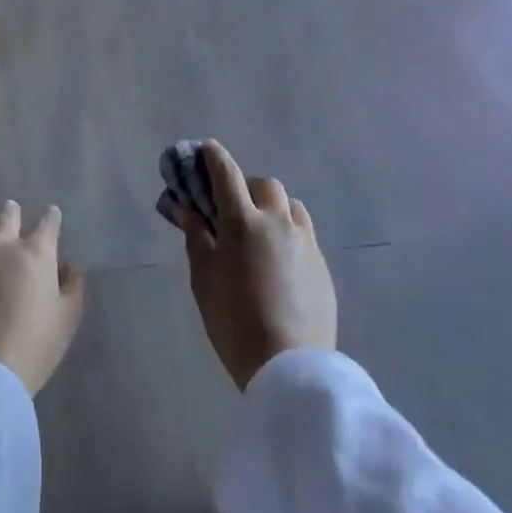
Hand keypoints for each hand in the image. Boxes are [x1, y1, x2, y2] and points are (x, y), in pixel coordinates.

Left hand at [0, 201, 85, 395]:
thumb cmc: (33, 346)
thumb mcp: (66, 320)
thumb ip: (72, 287)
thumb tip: (70, 266)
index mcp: (36, 254)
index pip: (48, 225)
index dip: (52, 218)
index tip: (52, 215)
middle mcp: (1, 246)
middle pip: (7, 219)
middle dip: (12, 213)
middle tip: (12, 209)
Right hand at [176, 142, 336, 389]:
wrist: (289, 363)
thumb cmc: (233, 320)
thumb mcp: (203, 279)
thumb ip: (197, 238)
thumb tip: (189, 210)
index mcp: (243, 221)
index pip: (226, 174)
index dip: (213, 157)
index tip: (204, 149)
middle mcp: (278, 221)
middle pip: (264, 184)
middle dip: (245, 186)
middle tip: (229, 208)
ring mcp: (305, 241)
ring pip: (289, 206)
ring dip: (271, 206)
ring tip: (258, 231)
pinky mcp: (322, 263)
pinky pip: (303, 232)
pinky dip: (287, 231)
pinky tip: (278, 259)